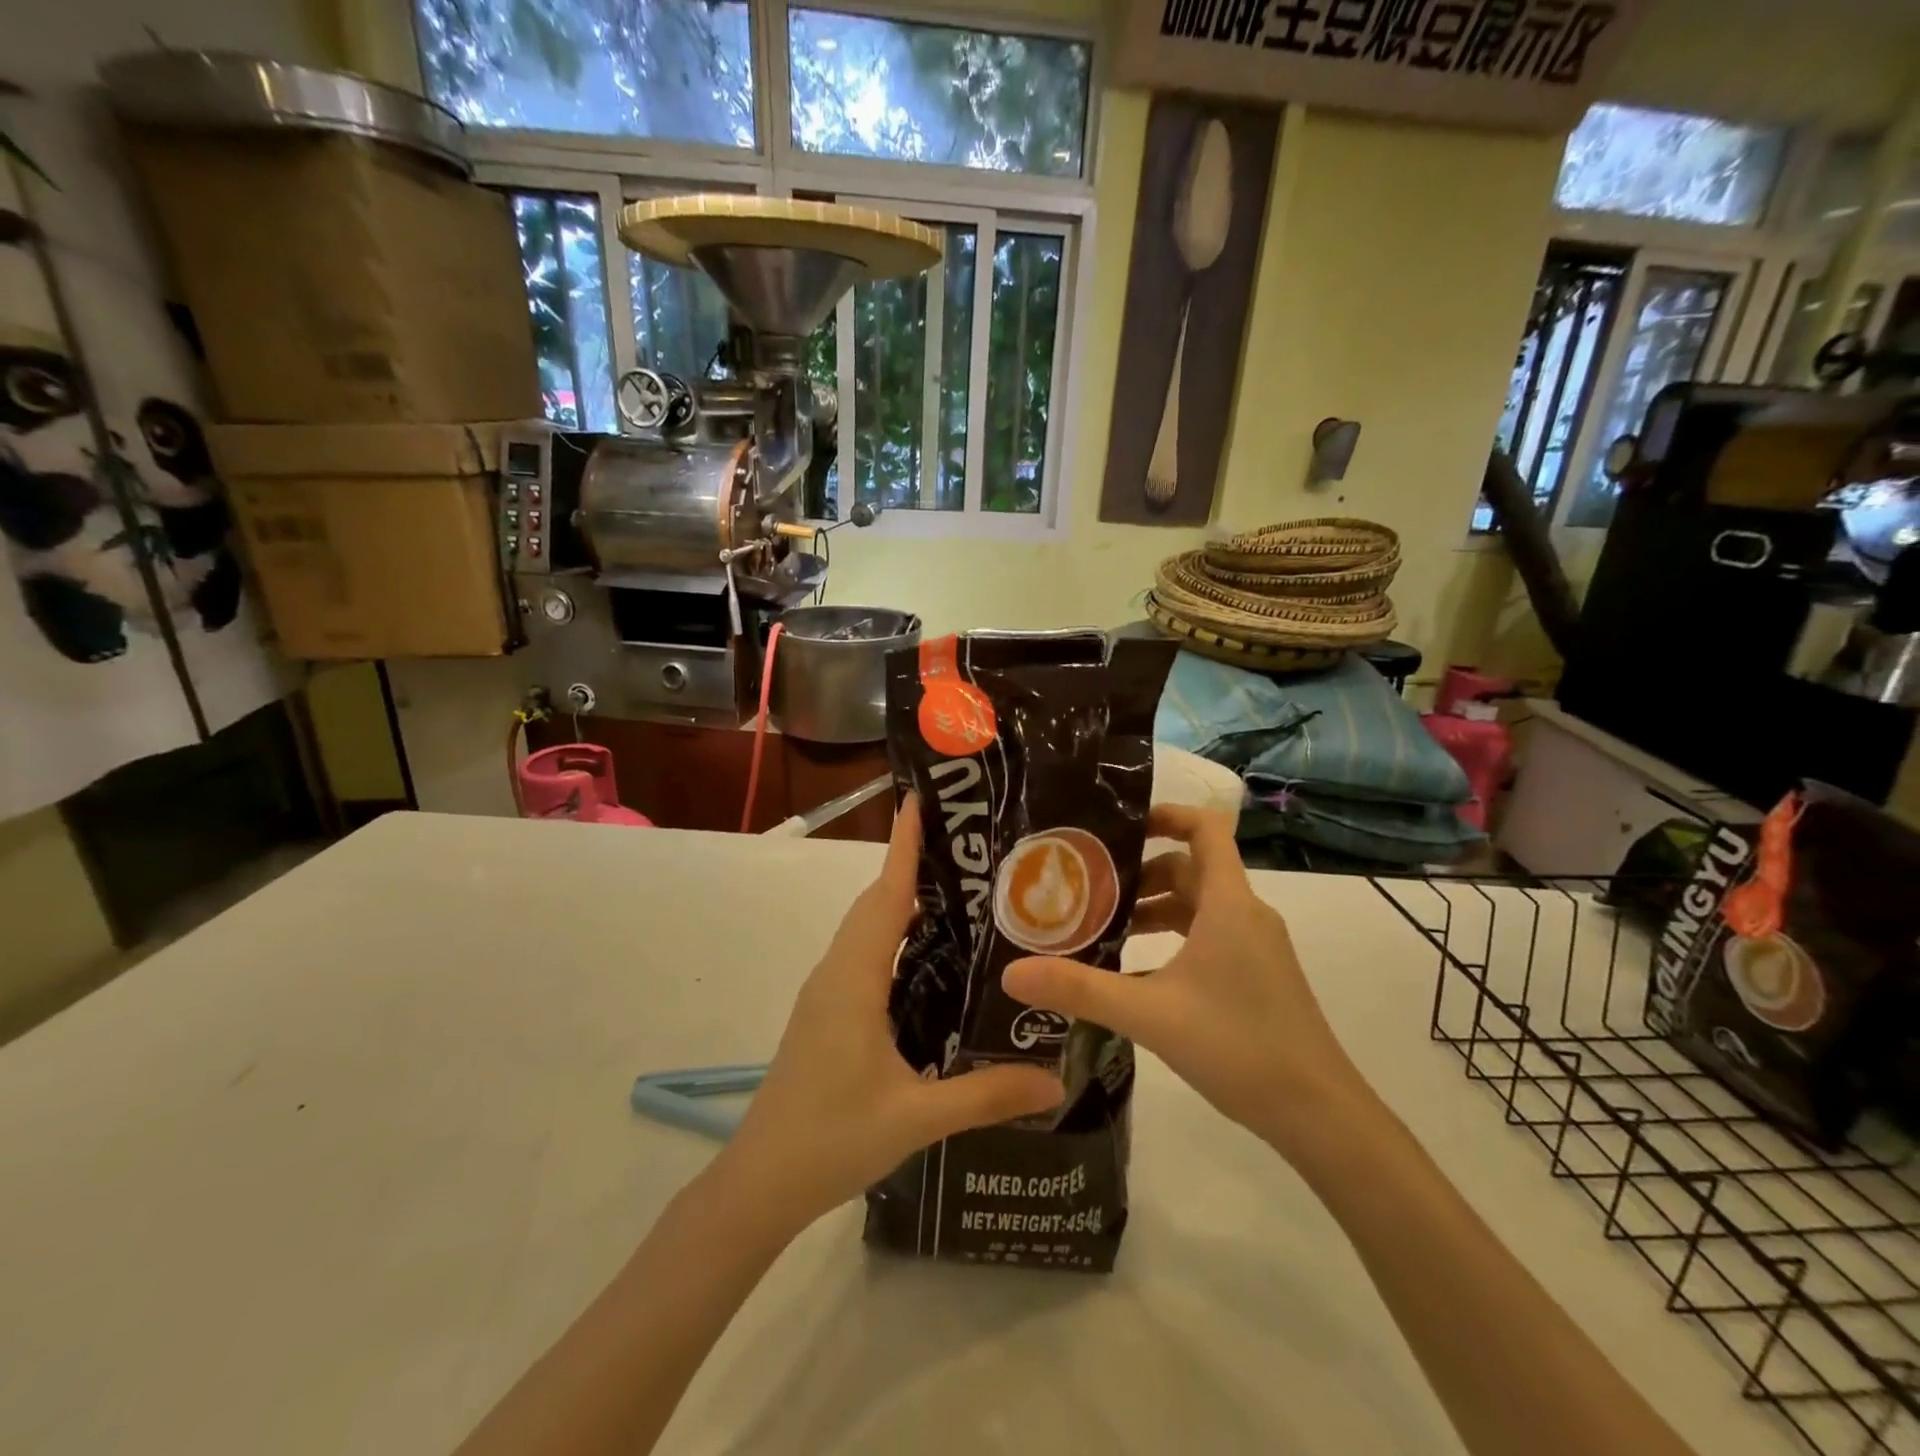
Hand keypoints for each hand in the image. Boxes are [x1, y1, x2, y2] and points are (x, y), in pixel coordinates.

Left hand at [716, 796, 1062, 1235]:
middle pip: (876, 903)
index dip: (903, 845)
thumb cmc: (831, 1138)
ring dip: (901, 901)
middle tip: (969, 848)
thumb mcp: (916, 1118)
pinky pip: (863, 955)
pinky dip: (893, 936)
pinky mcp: (827, 1012)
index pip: (885, 895)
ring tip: (960, 895)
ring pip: (867, 929)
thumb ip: (987, 1095)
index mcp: (855, 979)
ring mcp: (827, 992)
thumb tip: (1057, 1082)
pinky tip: (930, 959)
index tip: (920, 799)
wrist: (760, 1182)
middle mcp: (837, 972)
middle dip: (912, 865)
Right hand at [1002, 804, 1362, 1155]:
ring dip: (1153, 909)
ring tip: (1103, 929)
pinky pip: (1208, 936)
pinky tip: (1136, 973)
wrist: (1319, 1114)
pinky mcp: (1257, 975)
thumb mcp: (1150, 1014)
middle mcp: (1245, 914)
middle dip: (1139, 873)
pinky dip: (1171, 939)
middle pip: (1190, 868)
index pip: (1205, 827)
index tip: (1117, 827)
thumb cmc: (1239, 1046)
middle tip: (1088, 887)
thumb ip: (1080, 989)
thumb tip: (1011, 972)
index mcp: (1228, 904)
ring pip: (1198, 906)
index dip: (1165, 814)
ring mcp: (1256, 947)